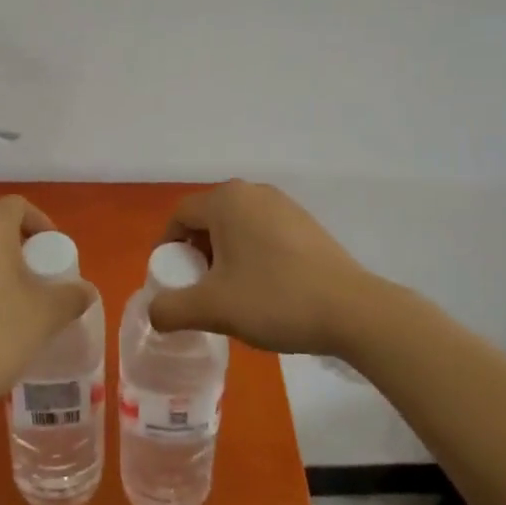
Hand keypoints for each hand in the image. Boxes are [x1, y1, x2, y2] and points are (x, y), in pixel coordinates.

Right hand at [147, 181, 376, 356]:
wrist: (352, 311)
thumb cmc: (275, 299)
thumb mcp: (213, 308)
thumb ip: (171, 309)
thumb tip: (153, 312)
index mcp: (227, 200)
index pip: (180, 216)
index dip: (167, 248)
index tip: (170, 282)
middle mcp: (253, 192)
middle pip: (208, 220)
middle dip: (196, 254)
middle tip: (199, 291)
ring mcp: (284, 205)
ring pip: (237, 227)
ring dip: (224, 257)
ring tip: (231, 294)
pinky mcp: (305, 224)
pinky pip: (263, 233)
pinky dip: (251, 255)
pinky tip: (264, 289)